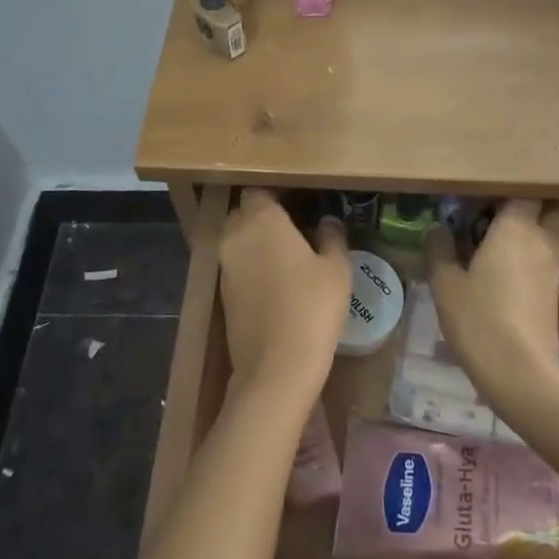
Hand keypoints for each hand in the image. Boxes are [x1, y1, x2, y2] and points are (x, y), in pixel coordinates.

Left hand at [217, 190, 351, 401]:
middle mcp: (235, 236)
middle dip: (263, 217)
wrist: (277, 366)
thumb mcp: (337, 269)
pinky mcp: (222, 293)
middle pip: (243, 213)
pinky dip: (250, 266)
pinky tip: (274, 282)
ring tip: (286, 257)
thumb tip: (328, 222)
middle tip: (293, 230)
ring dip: (255, 242)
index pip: (259, 191)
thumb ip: (332, 237)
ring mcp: (225, 266)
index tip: (299, 205)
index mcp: (262, 220)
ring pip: (237, 240)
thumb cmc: (313, 307)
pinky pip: (235, 266)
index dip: (277, 195)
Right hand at [423, 200, 558, 414]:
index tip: (487, 187)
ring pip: (551, 233)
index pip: (524, 190)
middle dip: (536, 201)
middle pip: (554, 207)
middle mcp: (541, 240)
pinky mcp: (554, 292)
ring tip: (497, 234)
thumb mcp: (445, 284)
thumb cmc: (479, 319)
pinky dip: (531, 254)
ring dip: (533, 228)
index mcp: (515, 227)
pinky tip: (503, 267)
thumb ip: (440, 250)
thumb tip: (437, 229)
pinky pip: (545, 258)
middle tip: (503, 205)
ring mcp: (553, 267)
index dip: (509, 185)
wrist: (521, 372)